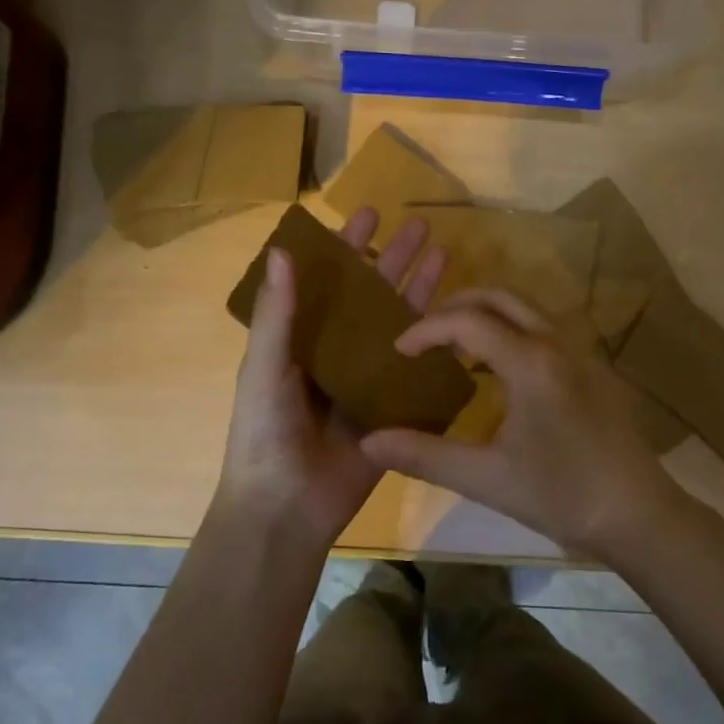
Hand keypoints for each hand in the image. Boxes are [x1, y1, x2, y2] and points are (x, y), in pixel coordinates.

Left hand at [216, 208, 446, 549]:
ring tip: (446, 255)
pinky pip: (416, 370)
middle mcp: (337, 352)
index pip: (328, 281)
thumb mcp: (263, 370)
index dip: (347, 247)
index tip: (369, 214)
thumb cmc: (264, 434)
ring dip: (420, 291)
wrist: (286, 509)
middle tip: (421, 226)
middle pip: (371, 296)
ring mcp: (367, 380)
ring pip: (399, 326)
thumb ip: (277, 315)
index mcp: (301, 339)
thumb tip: (285, 250)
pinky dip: (436, 345)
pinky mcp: (392, 407)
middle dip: (395, 260)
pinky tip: (461, 319)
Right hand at [359, 289, 692, 561]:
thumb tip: (368, 443)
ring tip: (453, 348)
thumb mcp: (486, 479)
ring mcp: (581, 351)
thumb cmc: (562, 496)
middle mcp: (558, 342)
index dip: (426, 330)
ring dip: (486, 315)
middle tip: (424, 335)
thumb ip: (425, 455)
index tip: (398, 351)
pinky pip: (543, 328)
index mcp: (532, 363)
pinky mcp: (593, 366)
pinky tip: (497, 371)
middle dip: (456, 306)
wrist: (639, 515)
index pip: (468, 322)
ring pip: (526, 308)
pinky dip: (511, 330)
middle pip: (500, 297)